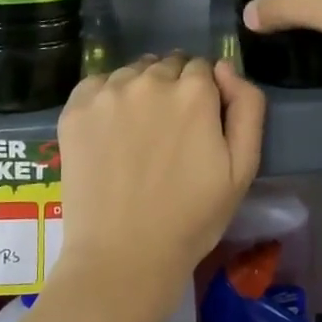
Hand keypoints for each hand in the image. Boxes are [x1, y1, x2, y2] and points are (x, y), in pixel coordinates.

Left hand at [55, 54, 265, 321]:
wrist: (124, 256)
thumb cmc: (192, 218)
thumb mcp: (243, 168)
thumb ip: (247, 106)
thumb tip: (224, 67)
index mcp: (194, 92)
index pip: (203, 68)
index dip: (204, 95)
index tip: (198, 125)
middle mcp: (150, 81)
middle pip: (167, 66)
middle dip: (173, 88)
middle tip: (168, 133)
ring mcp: (108, 93)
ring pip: (132, 73)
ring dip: (139, 91)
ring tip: (137, 135)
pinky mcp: (75, 109)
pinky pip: (98, 85)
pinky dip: (106, 99)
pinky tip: (109, 133)